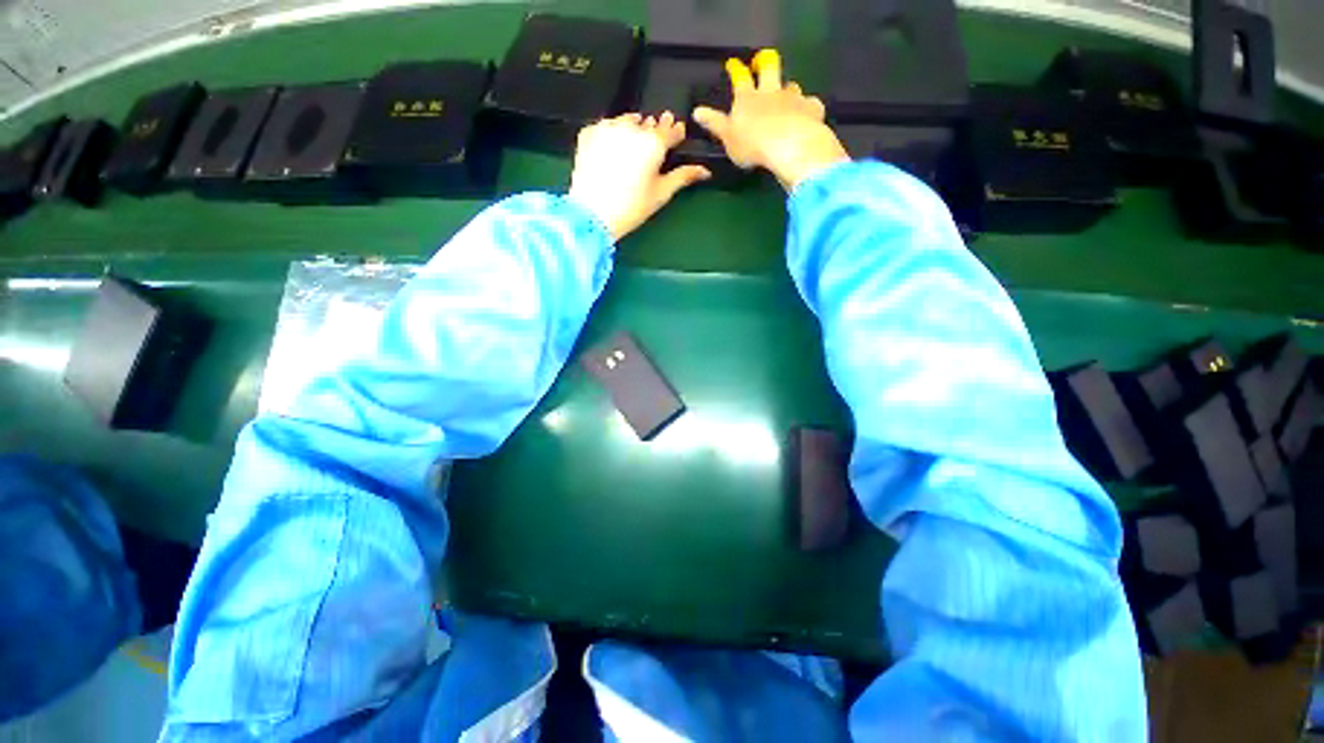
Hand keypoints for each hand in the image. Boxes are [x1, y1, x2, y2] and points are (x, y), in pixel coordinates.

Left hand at [567, 113, 710, 242]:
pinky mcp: (589, 132)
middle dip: (653, 131)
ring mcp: (608, 127)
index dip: (675, 132)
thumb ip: (683, 177)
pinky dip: (611, 134)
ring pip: (626, 121)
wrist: (592, 214)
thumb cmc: (631, 208)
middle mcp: (632, 128)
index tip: (676, 135)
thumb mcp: (661, 194)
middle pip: (648, 124)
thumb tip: (705, 171)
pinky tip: (611, 150)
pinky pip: (605, 126)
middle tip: (652, 147)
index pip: (671, 129)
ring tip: (631, 147)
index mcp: (653, 143)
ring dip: (632, 129)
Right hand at [693, 50, 849, 189]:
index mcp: (748, 98)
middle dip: (765, 62)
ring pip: (791, 85)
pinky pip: (810, 104)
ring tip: (787, 97)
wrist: (789, 146)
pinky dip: (807, 108)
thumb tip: (696, 111)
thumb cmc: (753, 145)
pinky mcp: (811, 108)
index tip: (733, 64)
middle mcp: (770, 92)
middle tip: (763, 62)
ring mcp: (793, 98)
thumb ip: (715, 124)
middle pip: (769, 67)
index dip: (736, 70)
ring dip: (788, 89)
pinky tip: (807, 114)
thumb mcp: (728, 138)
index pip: (740, 78)